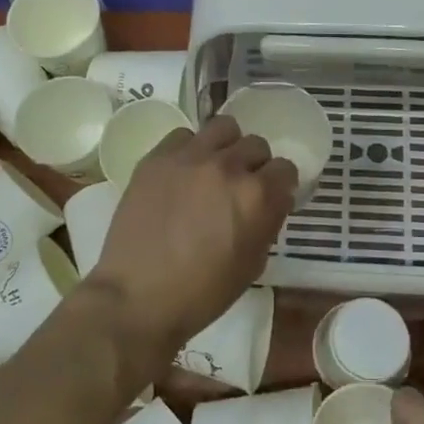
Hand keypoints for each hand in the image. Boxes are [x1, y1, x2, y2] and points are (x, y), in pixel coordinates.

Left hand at [88, 114, 296, 356]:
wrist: (137, 297)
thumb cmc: (202, 293)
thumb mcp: (252, 265)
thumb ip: (268, 223)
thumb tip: (270, 203)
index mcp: (257, 196)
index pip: (286, 169)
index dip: (281, 185)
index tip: (271, 198)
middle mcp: (228, 166)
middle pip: (256, 145)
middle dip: (255, 165)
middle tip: (240, 187)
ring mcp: (190, 157)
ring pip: (223, 127)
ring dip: (226, 146)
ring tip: (214, 168)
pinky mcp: (157, 157)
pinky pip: (184, 135)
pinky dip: (190, 149)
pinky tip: (183, 172)